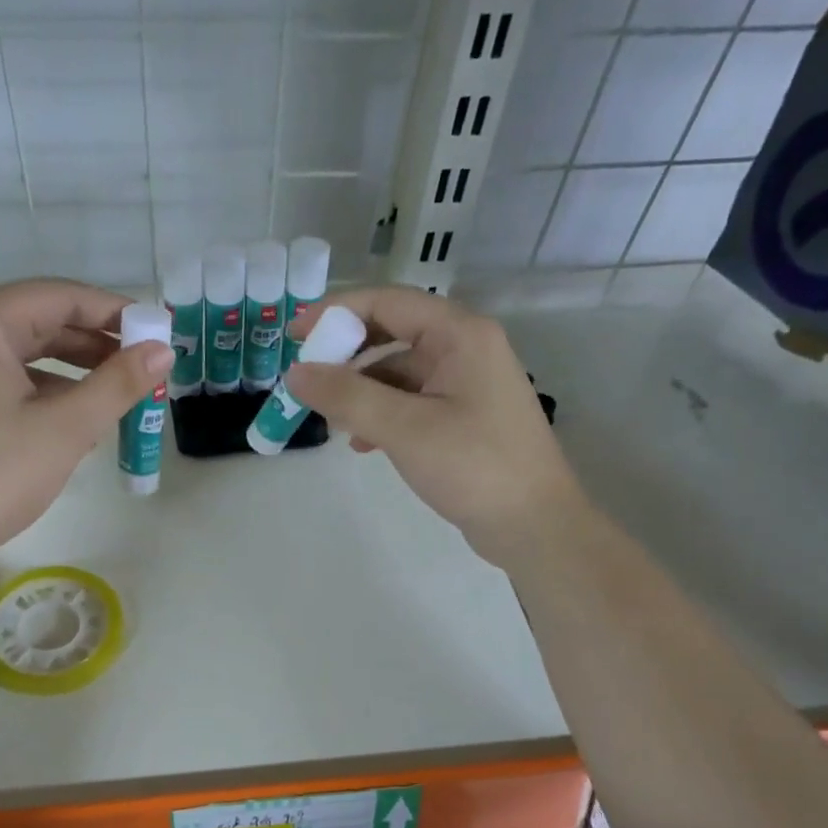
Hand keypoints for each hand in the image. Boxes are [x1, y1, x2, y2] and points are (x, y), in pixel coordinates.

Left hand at [0, 279, 171, 571]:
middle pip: (34, 321)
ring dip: (67, 368)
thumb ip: (118, 384)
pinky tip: (69, 413)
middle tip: (140, 365)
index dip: (112, 312)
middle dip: (91, 343)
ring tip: (113, 391)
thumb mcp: (66, 429)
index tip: (154, 331)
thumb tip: (164, 352)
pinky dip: (35, 387)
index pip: (57, 297)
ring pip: (16, 351)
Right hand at [285, 287, 577, 568]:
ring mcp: (467, 384)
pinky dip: (383, 416)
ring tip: (333, 422)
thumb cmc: (474, 466)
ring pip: (399, 373)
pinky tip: (363, 444)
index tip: (294, 334)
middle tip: (307, 380)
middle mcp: (465, 349)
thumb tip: (296, 373)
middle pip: (393, 334)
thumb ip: (347, 397)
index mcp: (459, 334)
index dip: (336, 312)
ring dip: (362, 392)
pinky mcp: (464, 418)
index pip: (388, 302)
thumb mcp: (404, 428)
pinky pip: (412, 402)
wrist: (533, 525)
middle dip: (347, 356)